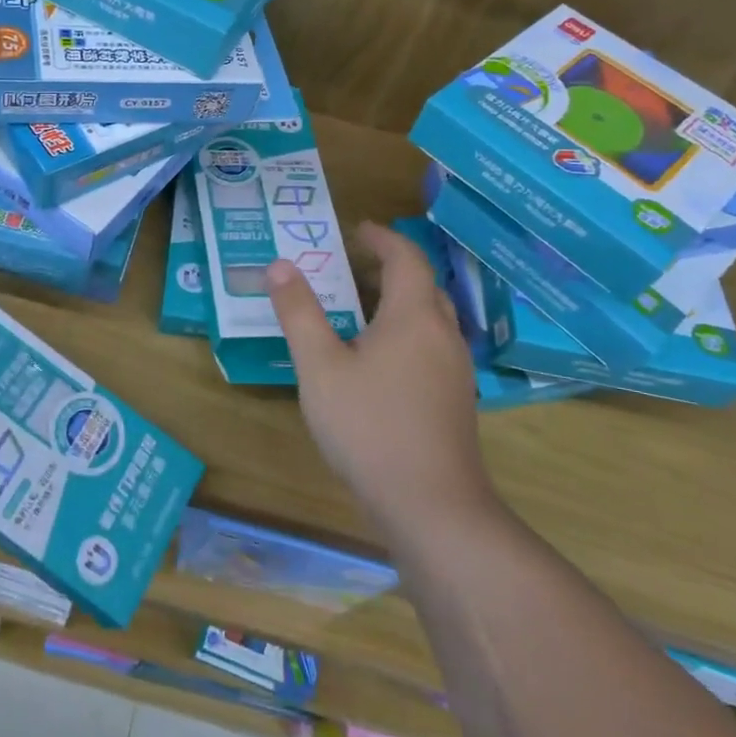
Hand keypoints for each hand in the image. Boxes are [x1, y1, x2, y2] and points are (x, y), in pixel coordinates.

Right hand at [267, 221, 494, 541]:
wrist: (432, 505)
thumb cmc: (369, 426)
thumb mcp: (320, 367)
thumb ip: (299, 314)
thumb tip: (280, 266)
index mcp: (414, 316)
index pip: (406, 258)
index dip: (382, 238)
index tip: (356, 230)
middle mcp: (443, 335)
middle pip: (423, 286)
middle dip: (390, 269)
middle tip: (350, 269)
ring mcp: (455, 371)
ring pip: (430, 319)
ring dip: (398, 303)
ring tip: (358, 311)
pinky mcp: (455, 401)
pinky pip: (431, 347)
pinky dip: (406, 333)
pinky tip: (377, 362)